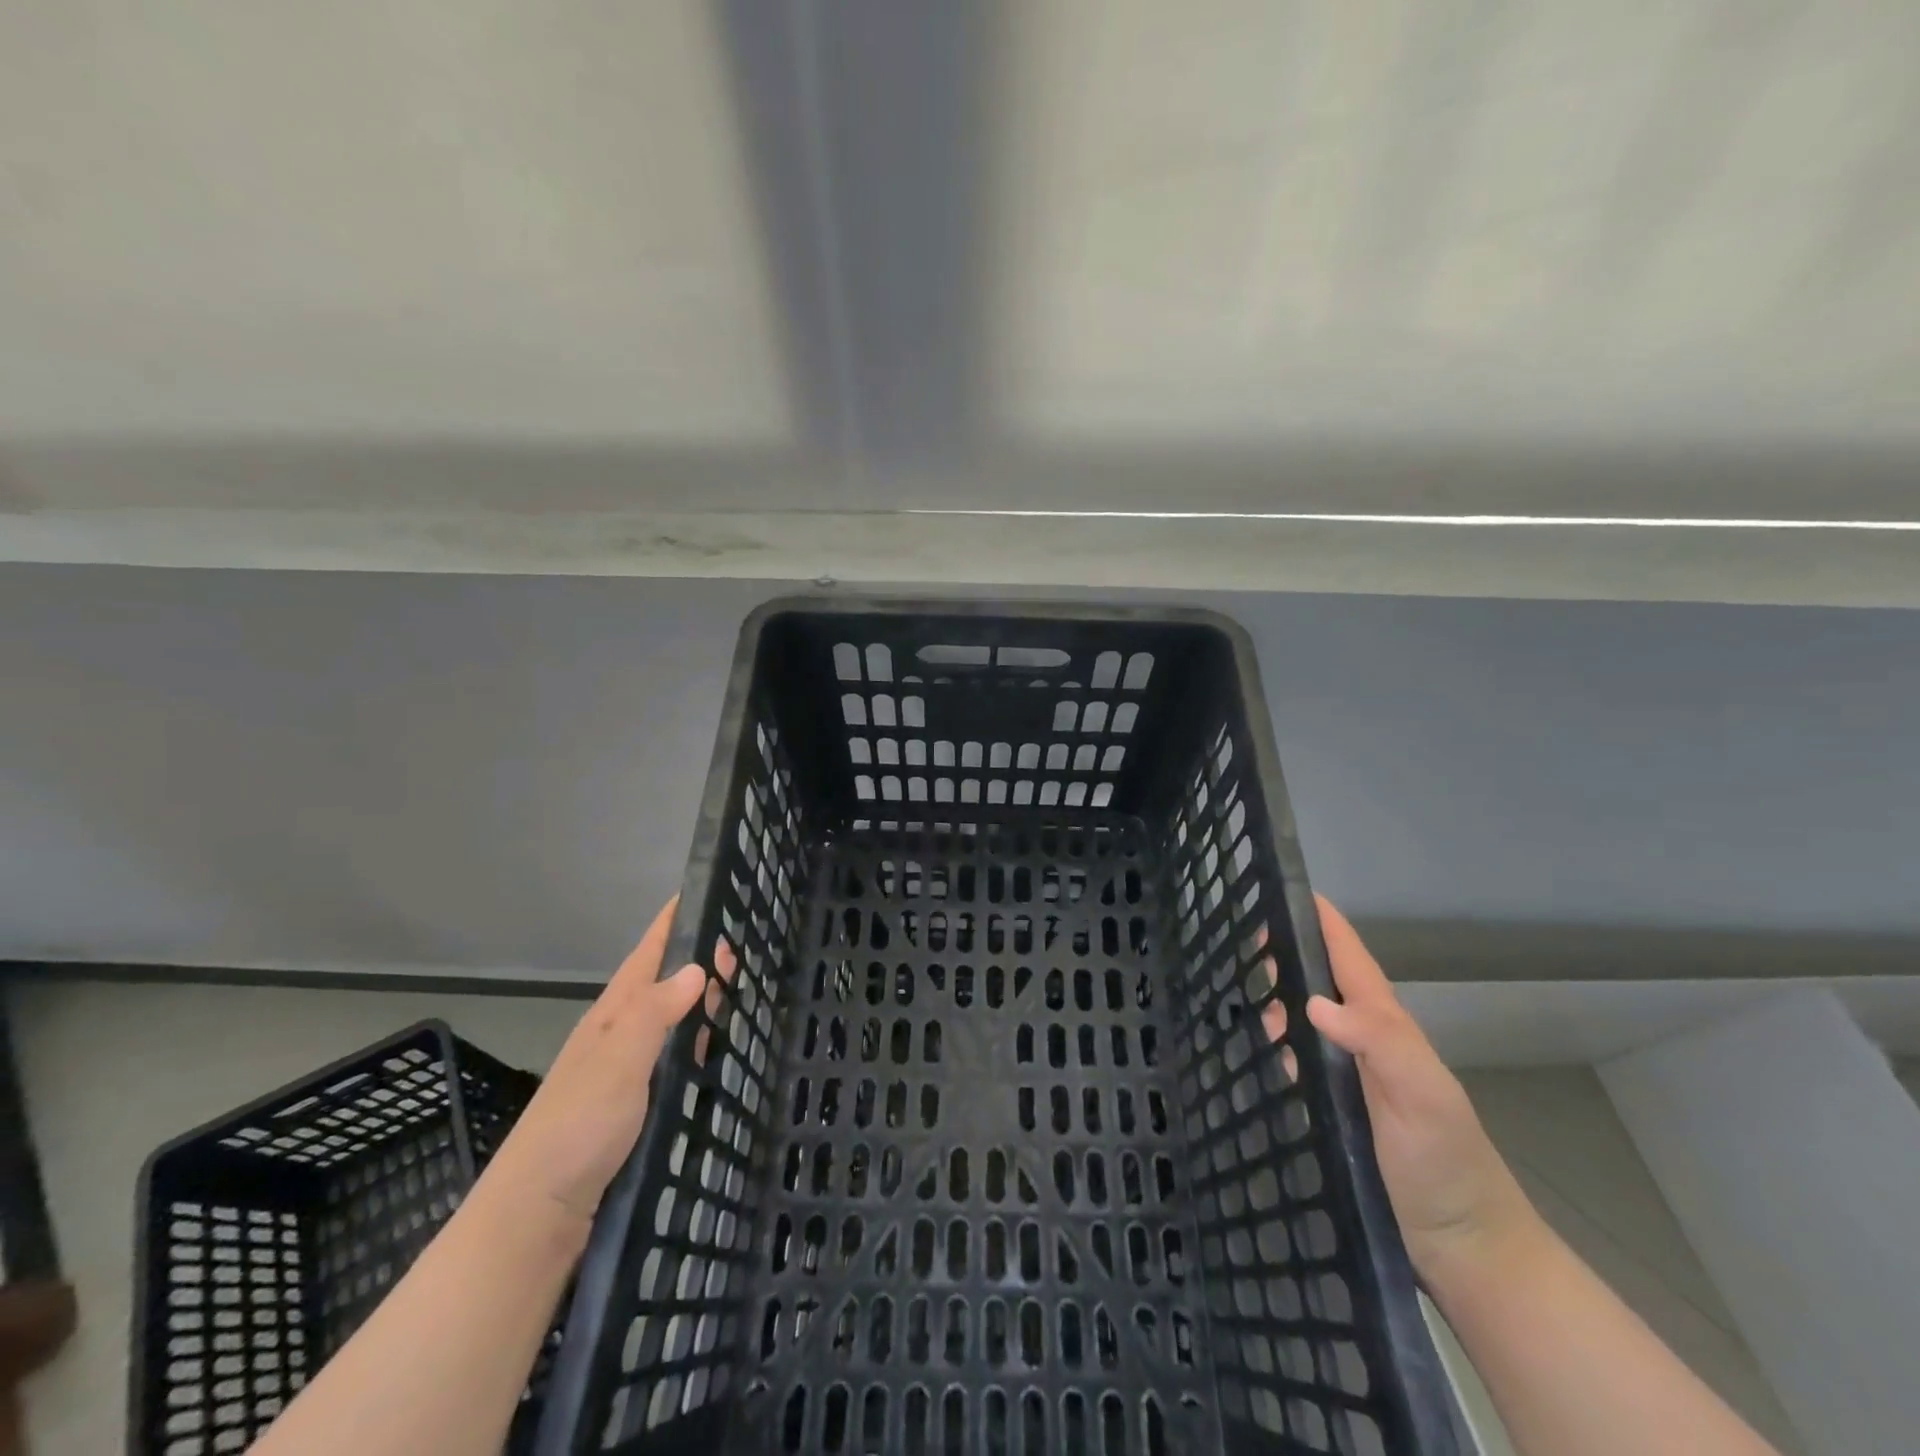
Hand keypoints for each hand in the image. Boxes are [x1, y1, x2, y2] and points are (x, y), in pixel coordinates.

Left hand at [485, 897, 734, 1232]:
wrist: (536, 1217)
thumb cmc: (577, 1128)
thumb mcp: (618, 1063)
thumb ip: (655, 1014)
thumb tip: (698, 967)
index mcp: (612, 1016)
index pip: (647, 954)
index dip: (671, 922)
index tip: (701, 890)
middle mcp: (618, 1036)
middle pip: (663, 982)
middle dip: (697, 957)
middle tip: (742, 942)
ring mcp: (625, 1071)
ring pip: (670, 1019)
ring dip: (700, 998)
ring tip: (738, 986)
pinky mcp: (635, 1106)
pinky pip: (674, 1056)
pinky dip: (697, 1042)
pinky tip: (715, 1050)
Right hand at [1276, 896, 1537, 1281]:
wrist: (1463, 1247)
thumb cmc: (1445, 1164)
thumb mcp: (1424, 1096)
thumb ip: (1378, 1042)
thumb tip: (1311, 999)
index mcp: (1385, 1025)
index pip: (1348, 958)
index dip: (1321, 921)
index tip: (1282, 888)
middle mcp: (1363, 1039)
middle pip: (1320, 979)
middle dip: (1287, 950)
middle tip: (1240, 936)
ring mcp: (1347, 1072)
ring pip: (1305, 1014)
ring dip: (1275, 990)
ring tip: (1235, 977)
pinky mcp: (1332, 1105)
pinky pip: (1297, 1054)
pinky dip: (1274, 1035)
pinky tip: (1253, 1037)